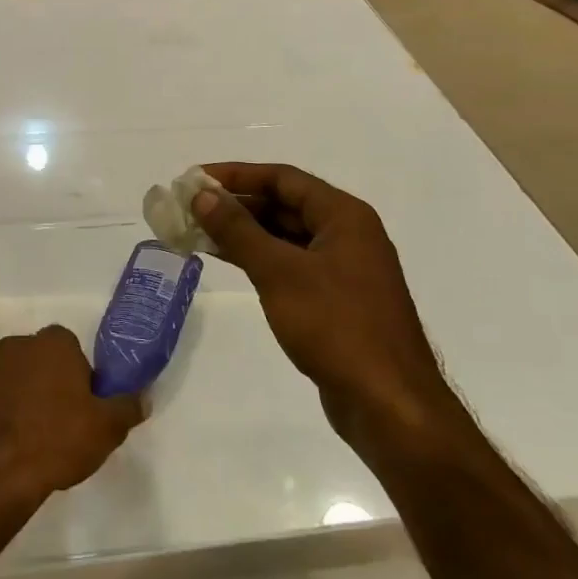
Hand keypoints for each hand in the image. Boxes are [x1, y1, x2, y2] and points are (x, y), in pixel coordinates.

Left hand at [0, 326, 144, 503]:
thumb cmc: (59, 436)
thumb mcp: (108, 426)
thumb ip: (128, 407)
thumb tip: (142, 398)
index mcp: (54, 342)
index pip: (74, 348)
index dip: (84, 375)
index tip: (89, 403)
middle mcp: (20, 346)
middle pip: (46, 360)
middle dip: (56, 382)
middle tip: (70, 419)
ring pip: (22, 379)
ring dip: (32, 397)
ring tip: (45, 436)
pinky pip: (3, 400)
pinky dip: (12, 414)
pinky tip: (22, 444)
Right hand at [193, 163, 450, 438]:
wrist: (387, 404)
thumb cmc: (336, 327)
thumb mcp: (279, 272)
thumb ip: (238, 230)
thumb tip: (202, 195)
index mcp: (344, 216)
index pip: (283, 178)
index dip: (236, 175)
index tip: (195, 179)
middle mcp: (347, 234)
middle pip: (284, 204)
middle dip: (236, 204)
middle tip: (190, 208)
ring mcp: (343, 268)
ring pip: (286, 236)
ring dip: (244, 232)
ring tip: (197, 232)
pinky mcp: (336, 299)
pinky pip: (291, 264)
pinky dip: (259, 258)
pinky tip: (228, 261)